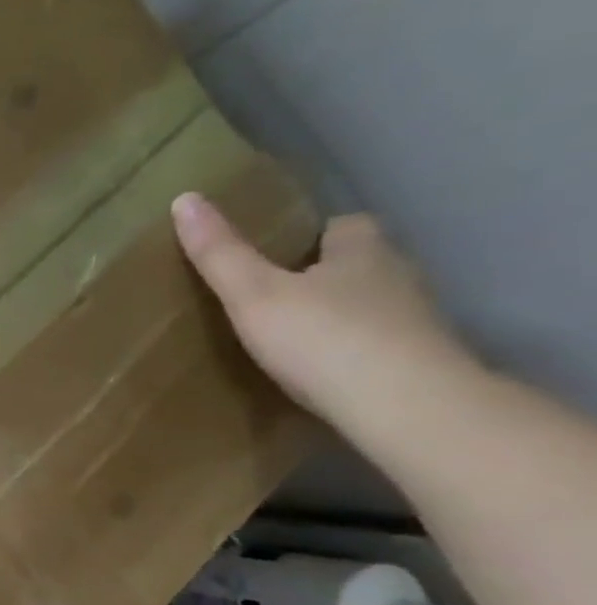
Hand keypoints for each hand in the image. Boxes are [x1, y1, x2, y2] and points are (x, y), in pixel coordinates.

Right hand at [171, 193, 475, 432]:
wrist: (404, 406)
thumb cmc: (323, 338)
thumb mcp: (253, 294)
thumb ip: (220, 253)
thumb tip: (185, 198)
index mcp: (362, 251)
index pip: (345, 226)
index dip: (314, 235)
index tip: (279, 252)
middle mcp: (398, 277)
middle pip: (361, 264)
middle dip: (326, 275)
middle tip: (276, 294)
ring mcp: (415, 322)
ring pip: (372, 305)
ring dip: (340, 314)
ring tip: (293, 335)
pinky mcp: (419, 363)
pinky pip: (379, 345)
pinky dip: (353, 351)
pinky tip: (322, 370)